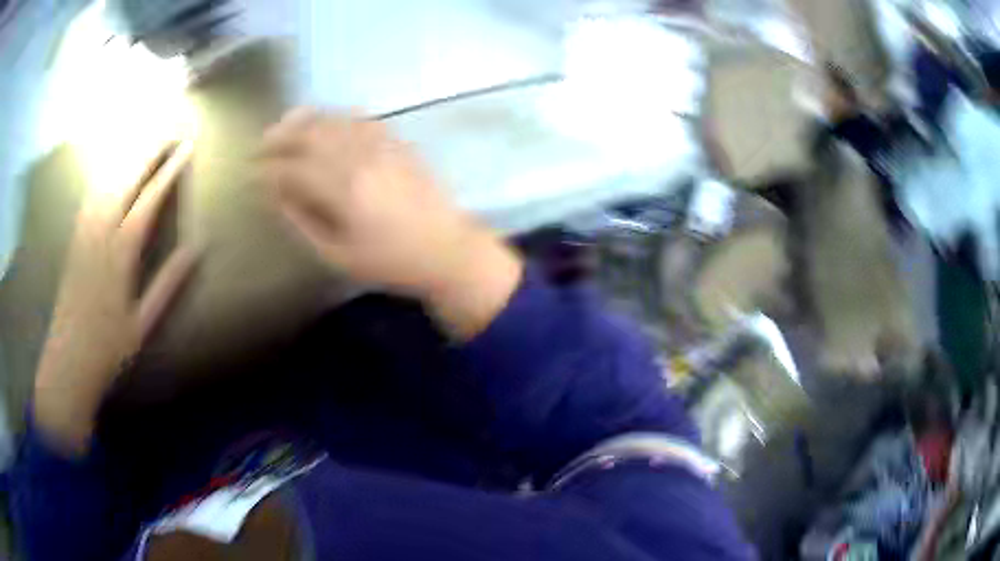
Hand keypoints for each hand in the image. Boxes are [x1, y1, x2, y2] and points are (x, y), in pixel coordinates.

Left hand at [34, 141, 198, 454]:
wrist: (68, 361)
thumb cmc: (108, 348)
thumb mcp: (143, 323)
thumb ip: (168, 282)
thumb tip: (198, 248)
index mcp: (121, 253)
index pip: (149, 200)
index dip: (169, 171)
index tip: (187, 147)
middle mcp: (101, 232)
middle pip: (127, 179)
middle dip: (150, 150)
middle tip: (171, 127)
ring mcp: (84, 232)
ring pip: (106, 181)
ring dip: (127, 154)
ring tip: (145, 134)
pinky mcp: (74, 238)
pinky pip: (90, 195)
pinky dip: (103, 173)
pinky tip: (111, 163)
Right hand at [258, 109, 522, 339]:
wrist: (448, 250)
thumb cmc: (391, 262)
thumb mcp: (338, 255)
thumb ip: (303, 221)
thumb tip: (277, 194)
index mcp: (343, 190)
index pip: (293, 169)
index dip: (266, 170)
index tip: (249, 173)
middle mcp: (361, 158)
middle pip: (310, 135)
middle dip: (279, 137)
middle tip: (260, 145)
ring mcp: (383, 145)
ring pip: (334, 120)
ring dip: (304, 120)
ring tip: (283, 126)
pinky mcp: (398, 142)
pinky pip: (361, 119)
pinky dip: (336, 117)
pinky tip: (325, 122)